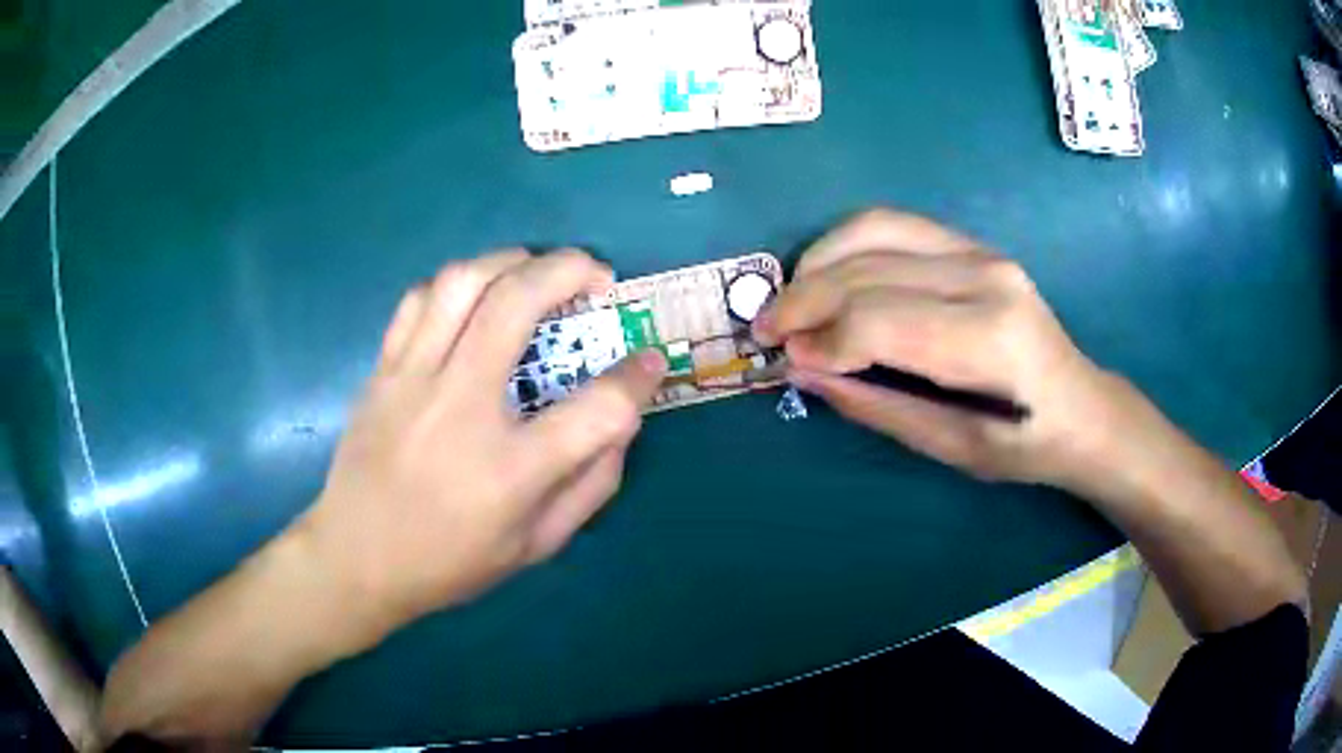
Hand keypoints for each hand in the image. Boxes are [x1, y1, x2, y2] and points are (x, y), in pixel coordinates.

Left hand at [294, 249, 666, 645]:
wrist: (356, 558)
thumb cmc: (449, 561)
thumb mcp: (534, 545)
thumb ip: (590, 486)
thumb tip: (622, 425)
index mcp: (509, 470)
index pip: (597, 409)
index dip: (637, 378)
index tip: (650, 360)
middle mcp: (460, 408)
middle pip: (519, 303)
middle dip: (571, 271)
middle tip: (597, 276)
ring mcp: (412, 380)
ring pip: (463, 282)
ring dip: (512, 261)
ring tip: (537, 271)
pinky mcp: (383, 370)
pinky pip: (420, 299)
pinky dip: (459, 283)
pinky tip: (476, 296)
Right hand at [754, 209, 1126, 488]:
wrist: (1082, 405)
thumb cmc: (1025, 443)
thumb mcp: (953, 449)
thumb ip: (879, 405)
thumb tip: (806, 370)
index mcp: (989, 339)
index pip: (880, 319)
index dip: (822, 338)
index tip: (786, 360)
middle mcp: (984, 278)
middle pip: (868, 271)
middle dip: (804, 299)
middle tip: (766, 330)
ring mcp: (980, 251)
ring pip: (873, 230)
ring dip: (818, 261)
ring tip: (790, 299)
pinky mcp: (973, 245)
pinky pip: (893, 224)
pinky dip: (847, 243)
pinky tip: (828, 273)